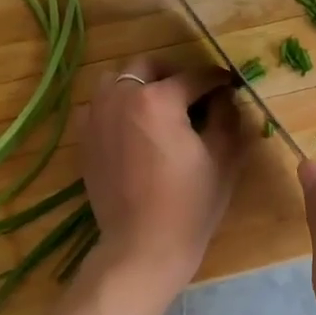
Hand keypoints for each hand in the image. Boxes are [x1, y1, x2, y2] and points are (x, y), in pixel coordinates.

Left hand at [81, 59, 250, 293]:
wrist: (142, 247)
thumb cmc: (190, 204)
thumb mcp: (223, 157)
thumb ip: (227, 115)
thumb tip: (225, 95)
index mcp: (158, 98)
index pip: (195, 77)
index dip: (218, 80)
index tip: (231, 85)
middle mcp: (121, 97)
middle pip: (148, 66)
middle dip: (174, 74)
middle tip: (194, 96)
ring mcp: (96, 117)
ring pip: (116, 80)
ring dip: (140, 85)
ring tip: (159, 109)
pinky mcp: (84, 139)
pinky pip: (99, 106)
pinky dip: (117, 107)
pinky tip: (134, 130)